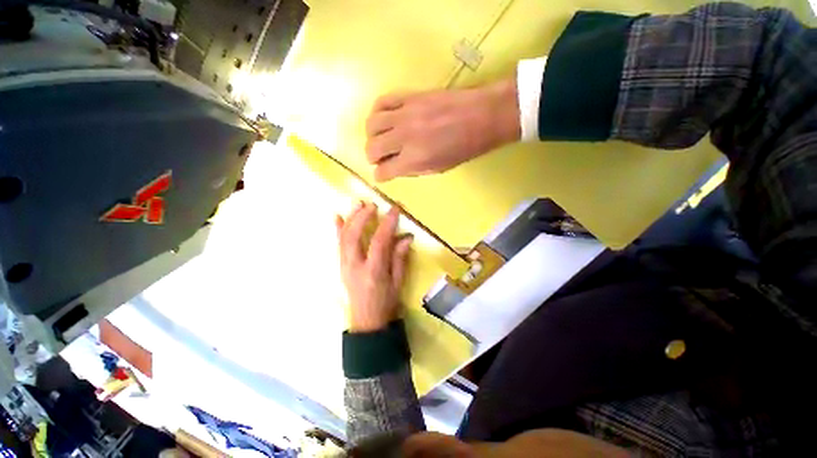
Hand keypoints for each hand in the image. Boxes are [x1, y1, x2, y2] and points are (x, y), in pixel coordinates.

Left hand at [336, 202, 413, 332]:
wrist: (367, 322)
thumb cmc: (386, 302)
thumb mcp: (398, 282)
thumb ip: (400, 258)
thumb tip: (407, 236)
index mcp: (373, 272)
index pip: (379, 242)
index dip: (387, 224)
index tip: (395, 209)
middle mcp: (355, 266)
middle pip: (354, 237)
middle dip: (362, 217)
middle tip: (372, 204)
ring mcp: (345, 266)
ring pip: (343, 238)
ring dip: (350, 219)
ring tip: (358, 204)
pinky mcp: (341, 266)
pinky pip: (338, 245)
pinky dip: (338, 230)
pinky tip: (337, 217)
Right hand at [365, 77, 519, 181]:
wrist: (482, 116)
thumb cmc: (463, 148)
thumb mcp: (439, 168)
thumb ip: (413, 169)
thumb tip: (396, 167)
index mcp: (414, 160)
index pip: (384, 171)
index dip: (380, 175)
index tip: (382, 174)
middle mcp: (404, 138)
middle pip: (372, 148)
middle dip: (372, 157)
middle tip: (379, 158)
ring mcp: (405, 114)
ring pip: (371, 125)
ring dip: (372, 136)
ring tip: (380, 139)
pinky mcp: (409, 97)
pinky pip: (381, 102)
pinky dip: (377, 113)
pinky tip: (384, 119)